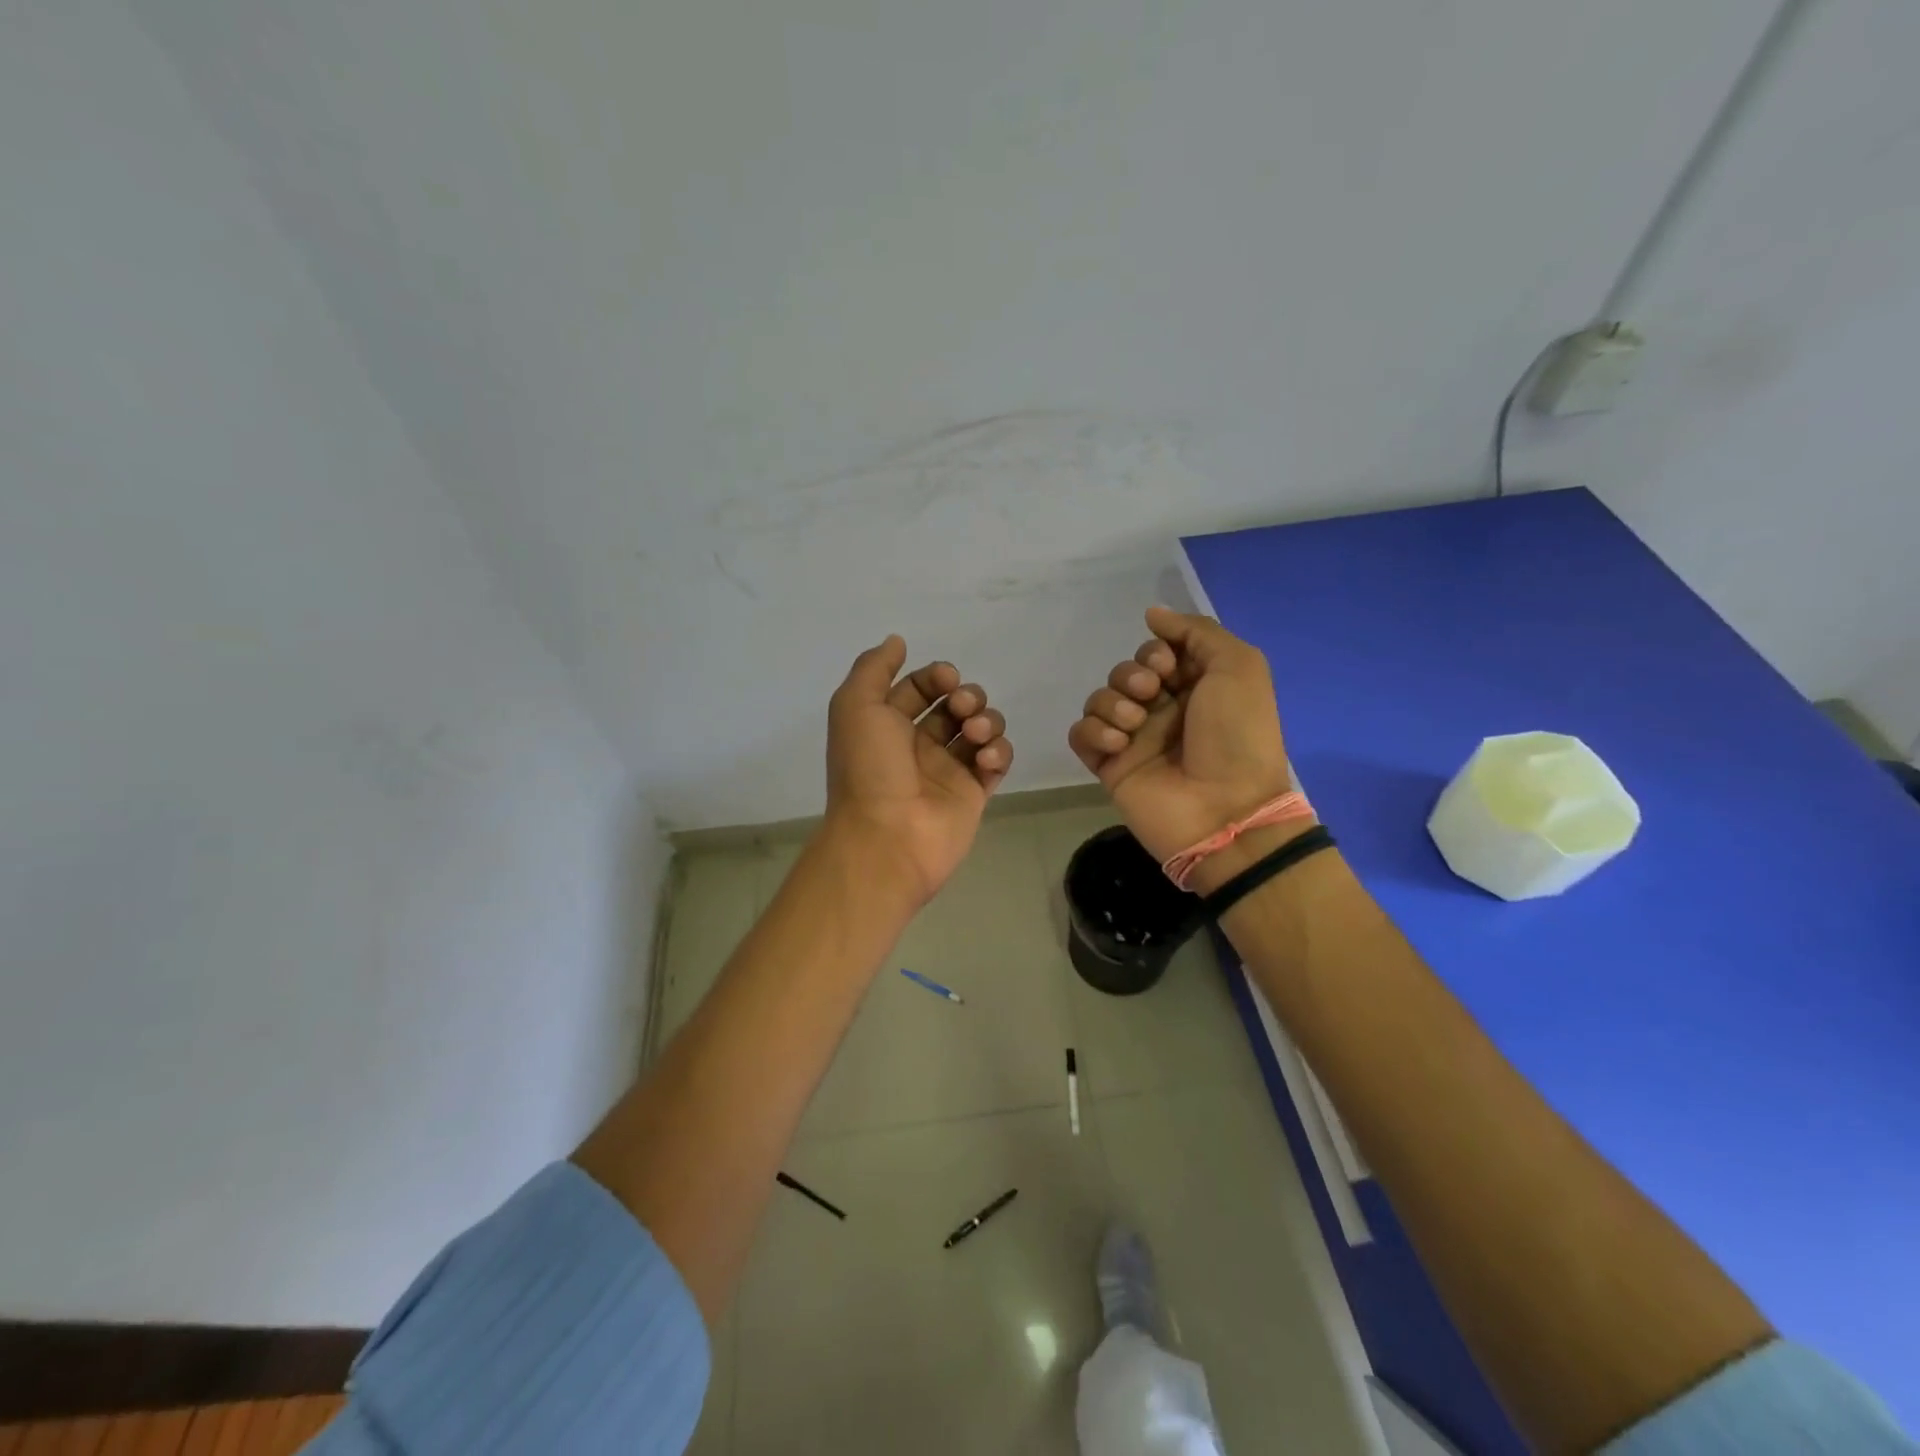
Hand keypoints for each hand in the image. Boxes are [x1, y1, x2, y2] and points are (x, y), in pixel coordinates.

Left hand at [824, 635, 1013, 908]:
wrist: (887, 837)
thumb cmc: (868, 769)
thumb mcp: (854, 706)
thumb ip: (873, 668)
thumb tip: (897, 641)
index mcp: (888, 725)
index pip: (921, 687)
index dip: (936, 676)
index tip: (946, 680)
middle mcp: (918, 745)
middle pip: (956, 705)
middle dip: (967, 696)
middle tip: (962, 709)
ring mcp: (949, 770)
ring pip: (982, 729)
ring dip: (987, 720)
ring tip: (975, 735)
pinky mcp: (975, 793)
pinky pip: (997, 761)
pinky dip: (998, 752)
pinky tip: (985, 759)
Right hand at [1068, 606, 1298, 869]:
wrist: (1225, 810)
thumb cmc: (1238, 736)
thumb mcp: (1239, 667)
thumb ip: (1196, 631)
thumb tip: (1152, 614)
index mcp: (1195, 687)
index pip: (1156, 653)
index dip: (1154, 653)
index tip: (1167, 667)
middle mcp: (1163, 710)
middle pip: (1124, 672)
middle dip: (1132, 676)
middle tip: (1151, 695)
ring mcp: (1134, 739)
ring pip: (1099, 699)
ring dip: (1112, 703)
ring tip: (1134, 725)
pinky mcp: (1109, 766)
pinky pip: (1081, 733)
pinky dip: (1093, 731)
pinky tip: (1118, 745)